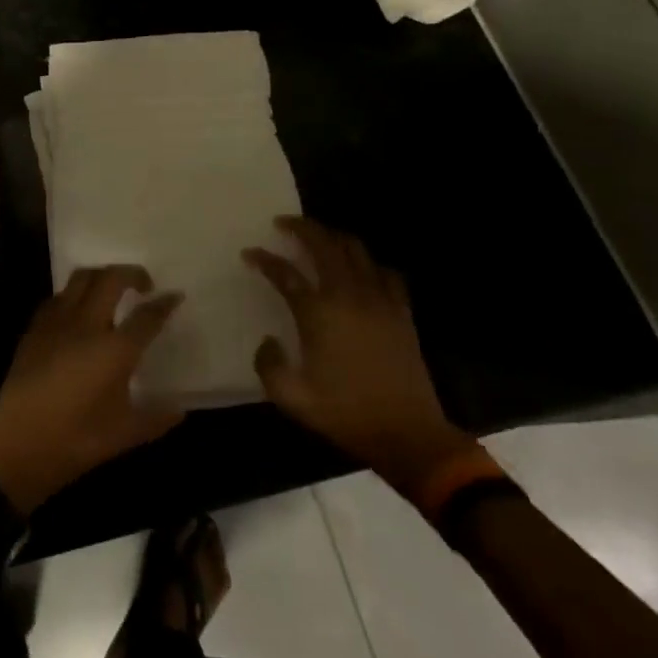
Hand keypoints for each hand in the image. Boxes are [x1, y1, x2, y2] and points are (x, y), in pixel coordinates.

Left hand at [0, 266, 183, 512]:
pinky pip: (58, 297)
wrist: (18, 444)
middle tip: (143, 286)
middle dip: (132, 273)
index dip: (165, 304)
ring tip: (111, 291)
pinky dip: (74, 295)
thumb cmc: (76, 440)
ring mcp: (57, 322)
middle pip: (111, 279)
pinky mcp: (34, 328)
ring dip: (101, 276)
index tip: (175, 296)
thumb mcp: (125, 434)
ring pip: (81, 278)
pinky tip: (77, 313)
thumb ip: (156, 418)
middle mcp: (87, 324)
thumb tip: (179, 409)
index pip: (147, 316)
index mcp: (115, 349)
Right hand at [246, 216, 472, 497]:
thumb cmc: (345, 413)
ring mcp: (379, 299)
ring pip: (355, 249)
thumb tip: (268, 340)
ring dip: (333, 237)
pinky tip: (362, 269)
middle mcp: (347, 295)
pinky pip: (385, 272)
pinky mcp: (401, 311)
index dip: (264, 259)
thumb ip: (268, 364)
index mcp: (318, 312)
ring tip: (319, 237)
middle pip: (323, 244)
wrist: (408, 434)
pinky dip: (369, 263)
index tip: (249, 254)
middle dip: (301, 228)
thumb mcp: (291, 397)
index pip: (284, 273)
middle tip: (284, 223)